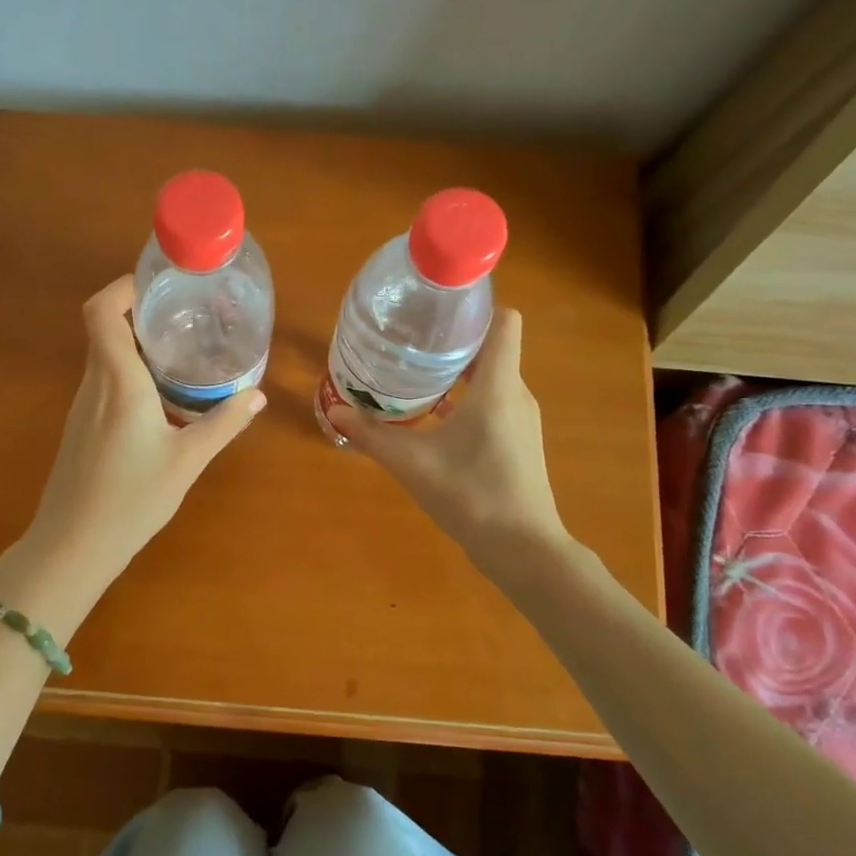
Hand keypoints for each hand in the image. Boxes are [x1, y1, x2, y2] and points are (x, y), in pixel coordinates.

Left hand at [10, 275, 264, 598]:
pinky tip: (161, 399)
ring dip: (138, 346)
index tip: (160, 287)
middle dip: (142, 315)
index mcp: (118, 381)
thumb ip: (223, 424)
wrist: (73, 545)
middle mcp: (94, 384)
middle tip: (186, 318)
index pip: (102, 311)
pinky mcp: (80, 427)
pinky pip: (104, 383)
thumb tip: (256, 396)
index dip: (124, 288)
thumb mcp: (187, 461)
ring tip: (181, 354)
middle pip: (106, 328)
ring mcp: (82, 407)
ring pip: (105, 357)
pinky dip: (131, 374)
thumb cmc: (131, 499)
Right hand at [325, 309, 569, 578]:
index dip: (476, 307)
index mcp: (498, 385)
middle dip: (453, 339)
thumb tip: (333, 409)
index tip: (436, 309)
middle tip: (409, 339)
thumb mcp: (412, 463)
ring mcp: (521, 418)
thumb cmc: (472, 495)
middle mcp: (516, 393)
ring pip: (492, 376)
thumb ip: (371, 434)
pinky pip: (493, 401)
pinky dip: (466, 397)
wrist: (522, 549)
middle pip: (491, 347)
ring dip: (458, 371)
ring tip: (415, 372)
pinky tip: (433, 414)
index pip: (504, 321)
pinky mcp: (518, 440)